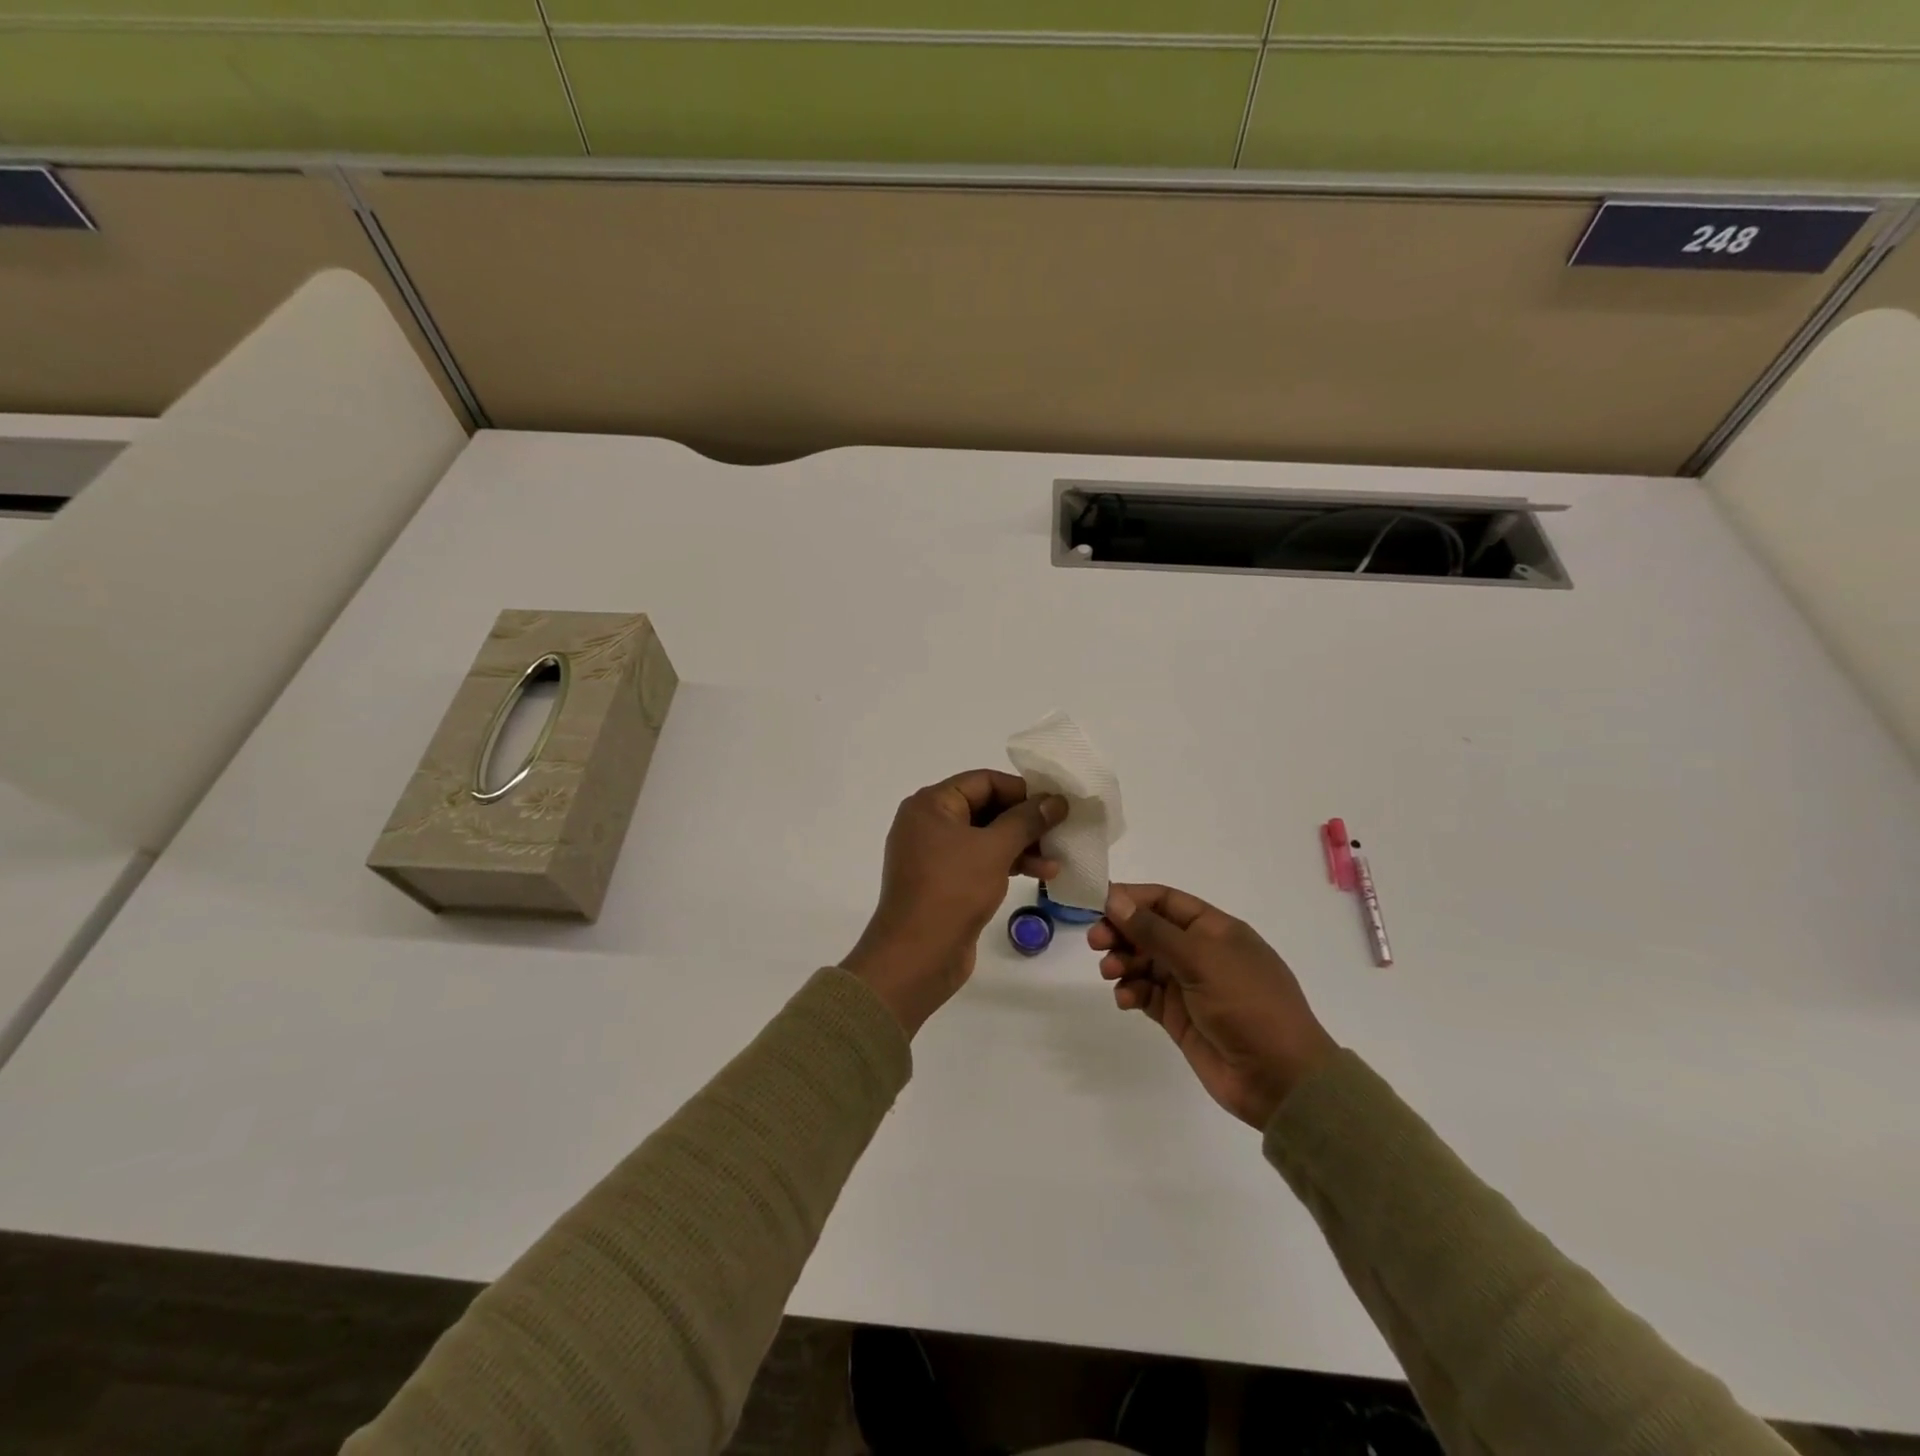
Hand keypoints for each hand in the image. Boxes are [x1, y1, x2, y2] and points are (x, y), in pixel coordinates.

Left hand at [843, 770, 1067, 1037]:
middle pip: (985, 808)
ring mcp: (934, 855)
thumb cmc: (952, 890)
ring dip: (1021, 845)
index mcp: (931, 804)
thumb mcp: (994, 849)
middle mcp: (928, 824)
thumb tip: (1055, 800)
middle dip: (1024, 820)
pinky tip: (1040, 875)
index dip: (1021, 789)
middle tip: (1060, 830)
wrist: (917, 956)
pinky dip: (1007, 864)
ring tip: (1056, 860)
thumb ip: (1027, 820)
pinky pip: (980, 862)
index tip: (1055, 803)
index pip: (983, 781)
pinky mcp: (944, 883)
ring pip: (985, 838)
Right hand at [1092, 883, 1336, 1128]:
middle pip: (1149, 931)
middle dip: (1121, 932)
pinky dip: (1131, 991)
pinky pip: (1146, 994)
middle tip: (1096, 941)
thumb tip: (1115, 898)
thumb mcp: (1201, 959)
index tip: (1097, 902)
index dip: (1132, 898)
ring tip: (1110, 973)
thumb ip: (1153, 931)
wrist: (1280, 1079)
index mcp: (1215, 929)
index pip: (1165, 901)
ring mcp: (1189, 986)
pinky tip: (1125, 998)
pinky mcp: (1179, 1017)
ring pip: (1144, 962)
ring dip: (1122, 962)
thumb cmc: (1247, 1004)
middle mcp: (1201, 952)